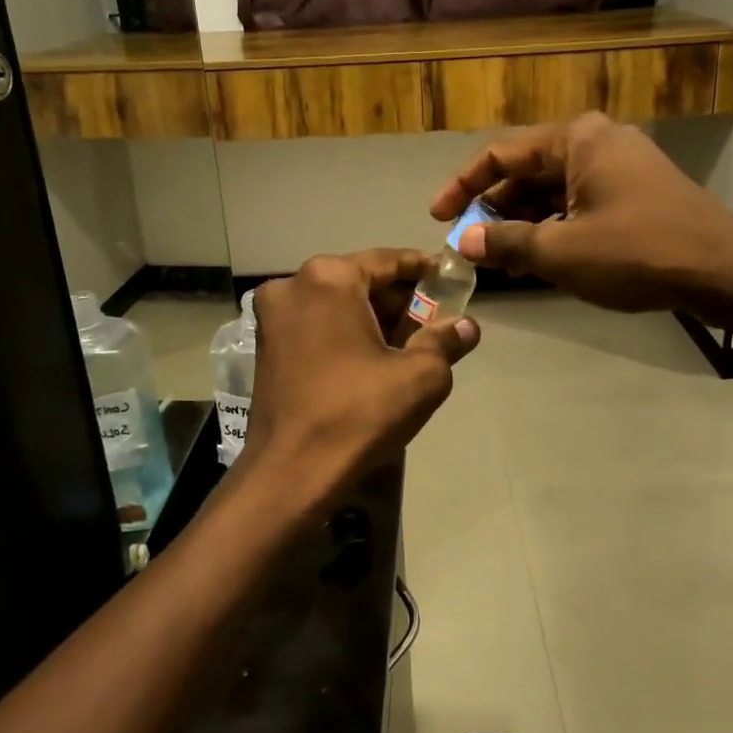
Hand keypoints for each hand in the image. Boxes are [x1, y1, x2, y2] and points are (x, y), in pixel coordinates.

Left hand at [242, 250, 480, 512]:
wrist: (291, 472)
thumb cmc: (358, 414)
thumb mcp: (420, 377)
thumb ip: (446, 341)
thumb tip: (466, 325)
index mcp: (329, 278)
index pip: (388, 261)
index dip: (423, 269)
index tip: (449, 277)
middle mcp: (294, 285)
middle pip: (360, 281)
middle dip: (398, 299)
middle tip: (435, 318)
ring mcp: (273, 315)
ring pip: (336, 303)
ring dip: (372, 317)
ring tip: (410, 342)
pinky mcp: (265, 345)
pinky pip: (316, 324)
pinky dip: (345, 332)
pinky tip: (372, 358)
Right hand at [429, 112, 732, 322]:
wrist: (726, 272)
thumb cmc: (638, 252)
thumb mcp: (562, 252)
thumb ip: (506, 243)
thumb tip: (463, 242)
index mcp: (576, 139)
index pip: (500, 154)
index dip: (462, 186)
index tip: (436, 216)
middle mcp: (596, 142)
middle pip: (526, 171)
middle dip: (493, 210)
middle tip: (468, 245)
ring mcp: (619, 166)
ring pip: (552, 190)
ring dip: (522, 223)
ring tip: (497, 260)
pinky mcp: (635, 192)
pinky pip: (578, 202)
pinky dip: (553, 227)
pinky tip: (537, 259)